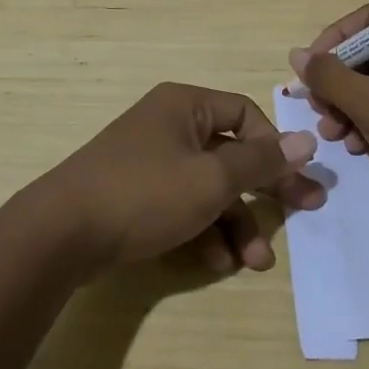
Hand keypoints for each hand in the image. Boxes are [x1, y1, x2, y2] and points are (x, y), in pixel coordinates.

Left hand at [34, 82, 321, 275]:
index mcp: (186, 105)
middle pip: (230, 153)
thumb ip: (261, 163)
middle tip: (303, 216)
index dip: (275, 148)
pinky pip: (183, 204)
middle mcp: (169, 125)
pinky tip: (217, 263)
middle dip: (263, 191)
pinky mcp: (136, 194)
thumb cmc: (145, 193)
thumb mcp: (211, 179)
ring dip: (235, 221)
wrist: (62, 232)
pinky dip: (204, 230)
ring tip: (255, 262)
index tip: (299, 183)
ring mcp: (150, 160)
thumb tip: (306, 140)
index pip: (245, 115)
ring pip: (208, 186)